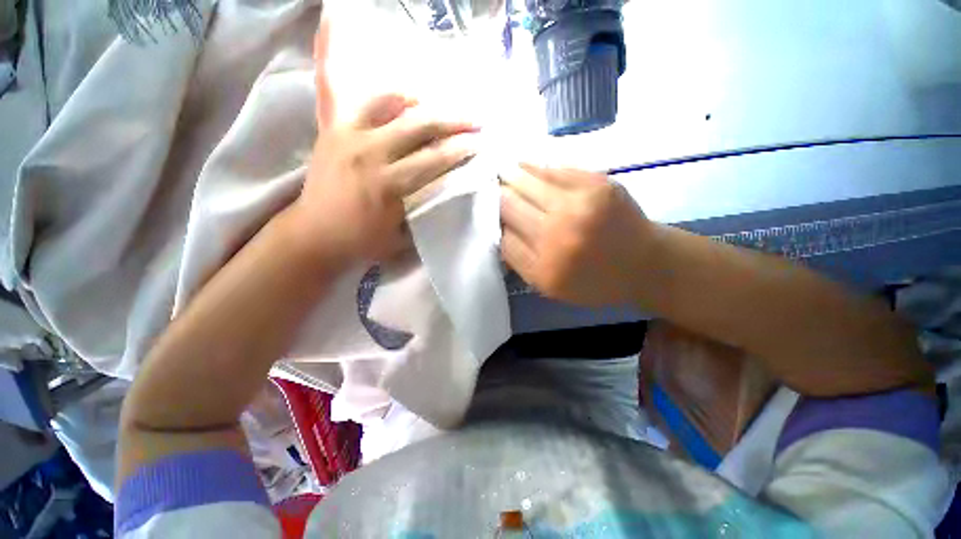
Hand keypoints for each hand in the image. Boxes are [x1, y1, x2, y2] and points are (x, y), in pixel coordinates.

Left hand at [289, 18, 478, 266]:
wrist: (314, 234)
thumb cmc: (362, 241)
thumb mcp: (402, 235)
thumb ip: (425, 208)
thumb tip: (448, 187)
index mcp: (390, 186)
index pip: (435, 160)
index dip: (461, 149)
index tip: (480, 144)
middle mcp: (372, 154)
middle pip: (422, 127)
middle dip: (454, 122)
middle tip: (475, 122)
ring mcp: (352, 136)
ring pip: (397, 107)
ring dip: (427, 106)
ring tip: (444, 111)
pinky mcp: (336, 129)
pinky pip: (369, 104)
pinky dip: (394, 99)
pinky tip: (409, 103)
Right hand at [500, 164, 652, 305]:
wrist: (646, 264)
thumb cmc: (595, 281)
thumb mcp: (551, 287)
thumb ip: (520, 261)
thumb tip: (496, 229)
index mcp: (545, 268)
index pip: (501, 236)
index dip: (490, 222)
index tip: (485, 213)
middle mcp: (557, 236)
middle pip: (508, 204)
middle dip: (495, 195)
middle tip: (489, 189)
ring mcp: (577, 205)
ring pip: (524, 180)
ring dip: (509, 176)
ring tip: (502, 173)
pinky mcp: (595, 183)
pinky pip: (551, 168)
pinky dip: (532, 168)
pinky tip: (524, 167)